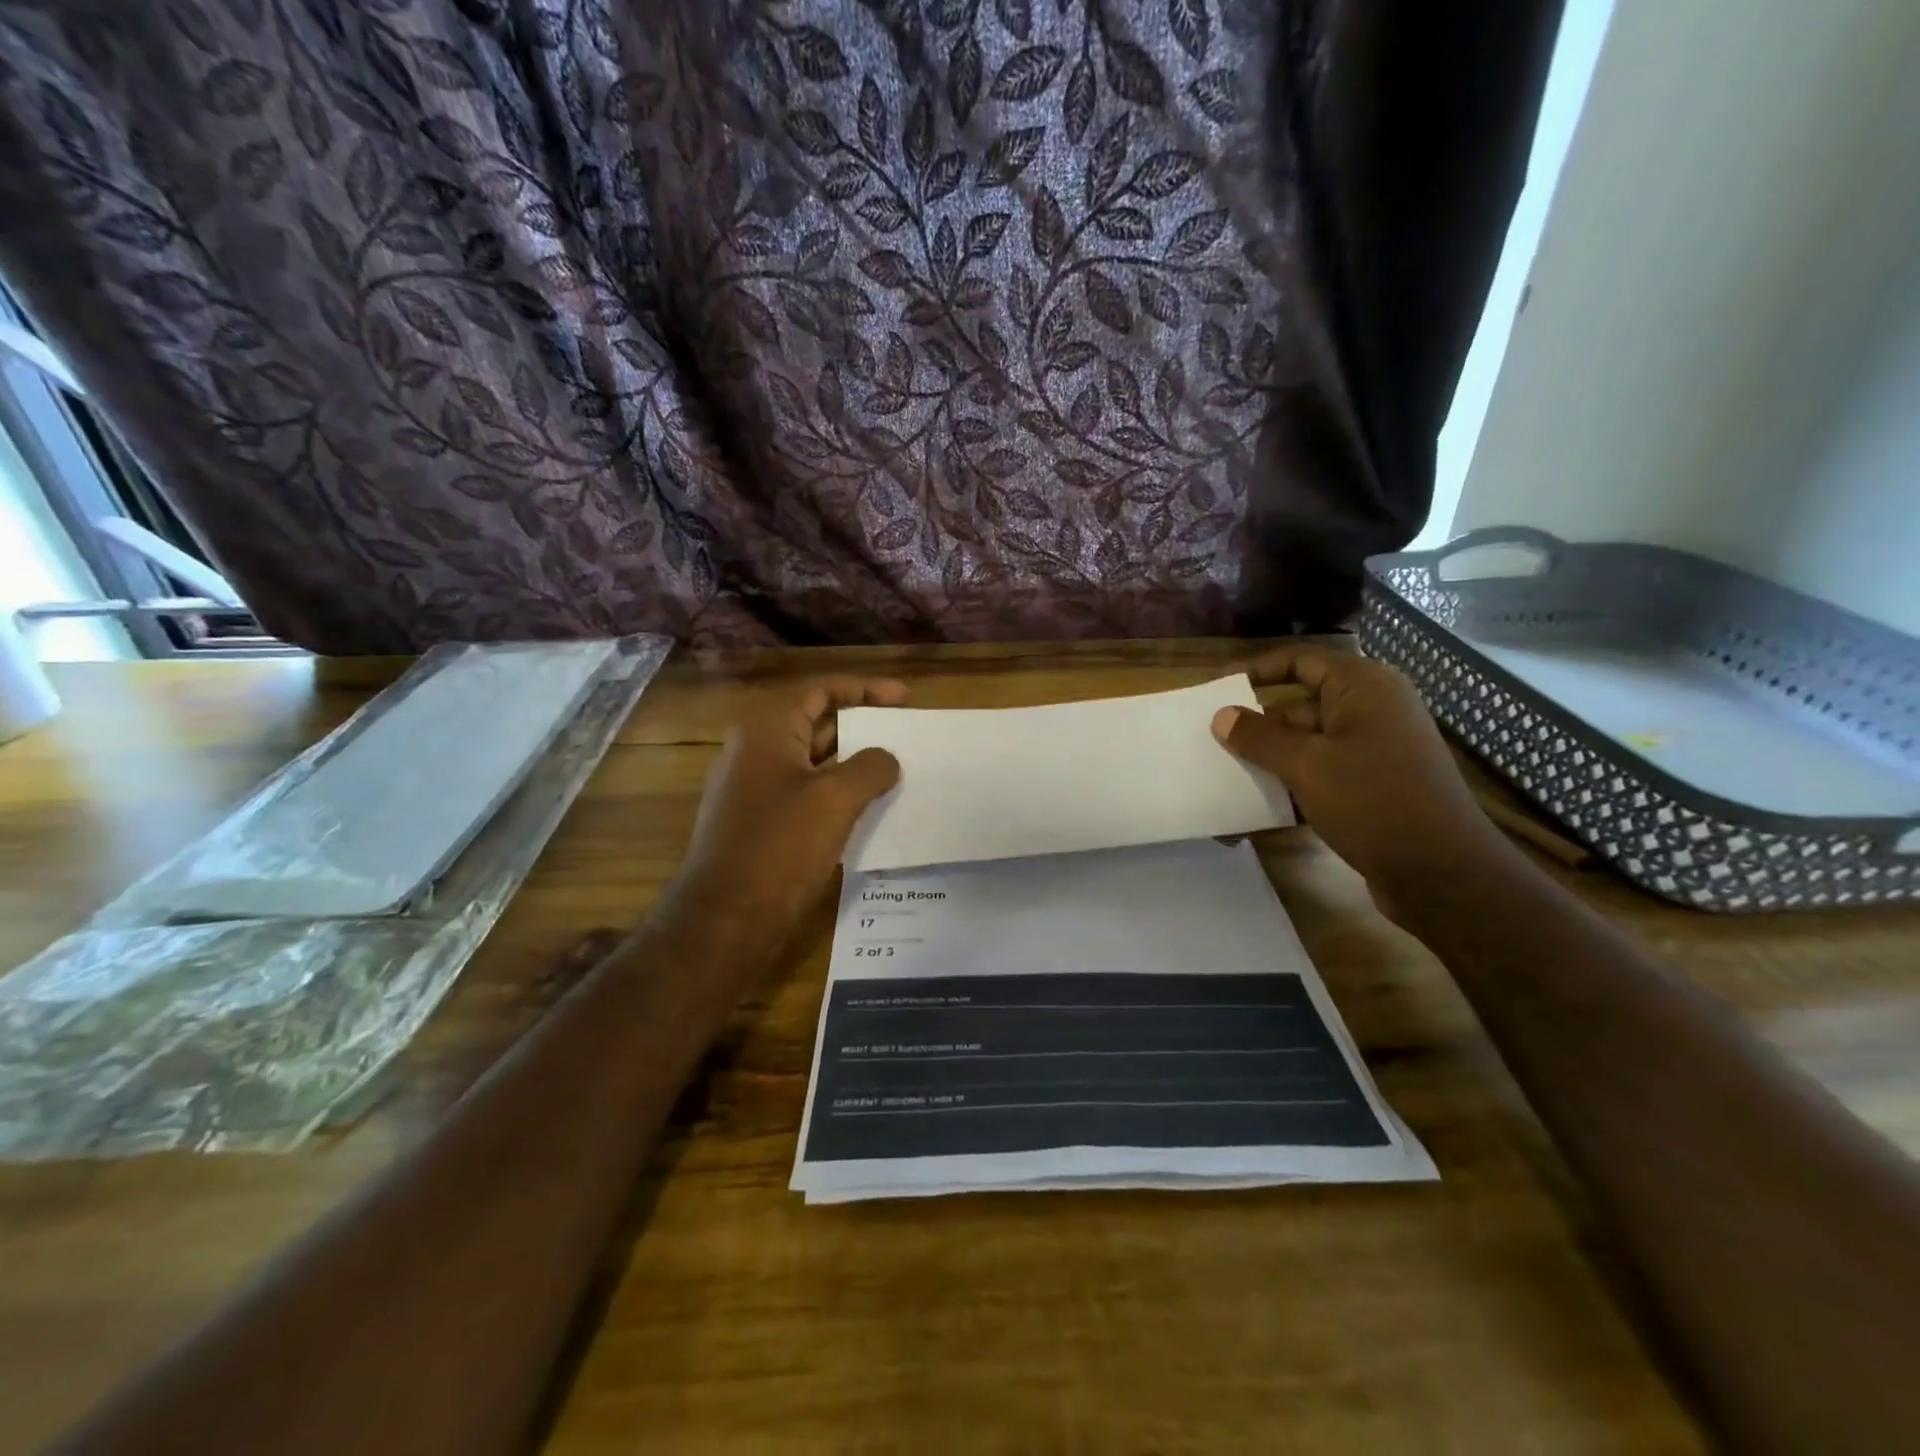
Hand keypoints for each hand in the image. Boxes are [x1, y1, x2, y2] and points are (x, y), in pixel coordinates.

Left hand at [659, 678, 906, 969]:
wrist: (726, 919)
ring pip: (813, 760)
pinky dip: (838, 790)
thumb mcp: (835, 799)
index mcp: (766, 729)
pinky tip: (869, 805)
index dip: (866, 689)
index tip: (905, 698)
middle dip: (863, 724)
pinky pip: (805, 791)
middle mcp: (755, 750)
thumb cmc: (780, 847)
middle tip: (905, 732)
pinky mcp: (760, 821)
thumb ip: (870, 767)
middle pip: (817, 721)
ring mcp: (754, 787)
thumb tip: (886, 759)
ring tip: (896, 767)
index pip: (821, 690)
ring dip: (853, 760)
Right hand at [1211, 647, 1510, 901]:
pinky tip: (1258, 808)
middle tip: (1212, 741)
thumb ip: (1259, 737)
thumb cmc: (1374, 802)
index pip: (1301, 660)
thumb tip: (1221, 716)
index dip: (1257, 669)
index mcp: (1364, 688)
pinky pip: (1321, 774)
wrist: (1443, 874)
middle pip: (1300, 705)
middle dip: (1257, 724)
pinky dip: (1291, 785)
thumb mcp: (1307, 765)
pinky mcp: (1372, 787)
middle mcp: (1372, 711)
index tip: (1218, 686)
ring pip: (1307, 744)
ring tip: (1225, 776)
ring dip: (1269, 760)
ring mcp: (1374, 751)